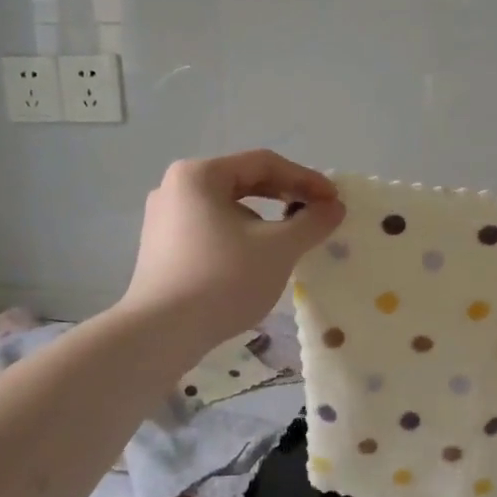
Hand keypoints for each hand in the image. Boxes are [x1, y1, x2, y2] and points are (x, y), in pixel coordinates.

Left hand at [121, 150, 343, 347]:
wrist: (162, 332)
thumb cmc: (223, 279)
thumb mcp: (279, 248)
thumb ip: (311, 222)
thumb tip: (334, 207)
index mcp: (200, 174)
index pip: (264, 163)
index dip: (306, 179)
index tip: (334, 201)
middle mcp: (176, 187)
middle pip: (243, 181)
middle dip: (285, 196)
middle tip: (317, 214)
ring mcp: (164, 218)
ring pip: (227, 207)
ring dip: (265, 218)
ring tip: (292, 238)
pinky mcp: (162, 248)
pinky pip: (211, 229)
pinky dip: (241, 236)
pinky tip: (258, 258)